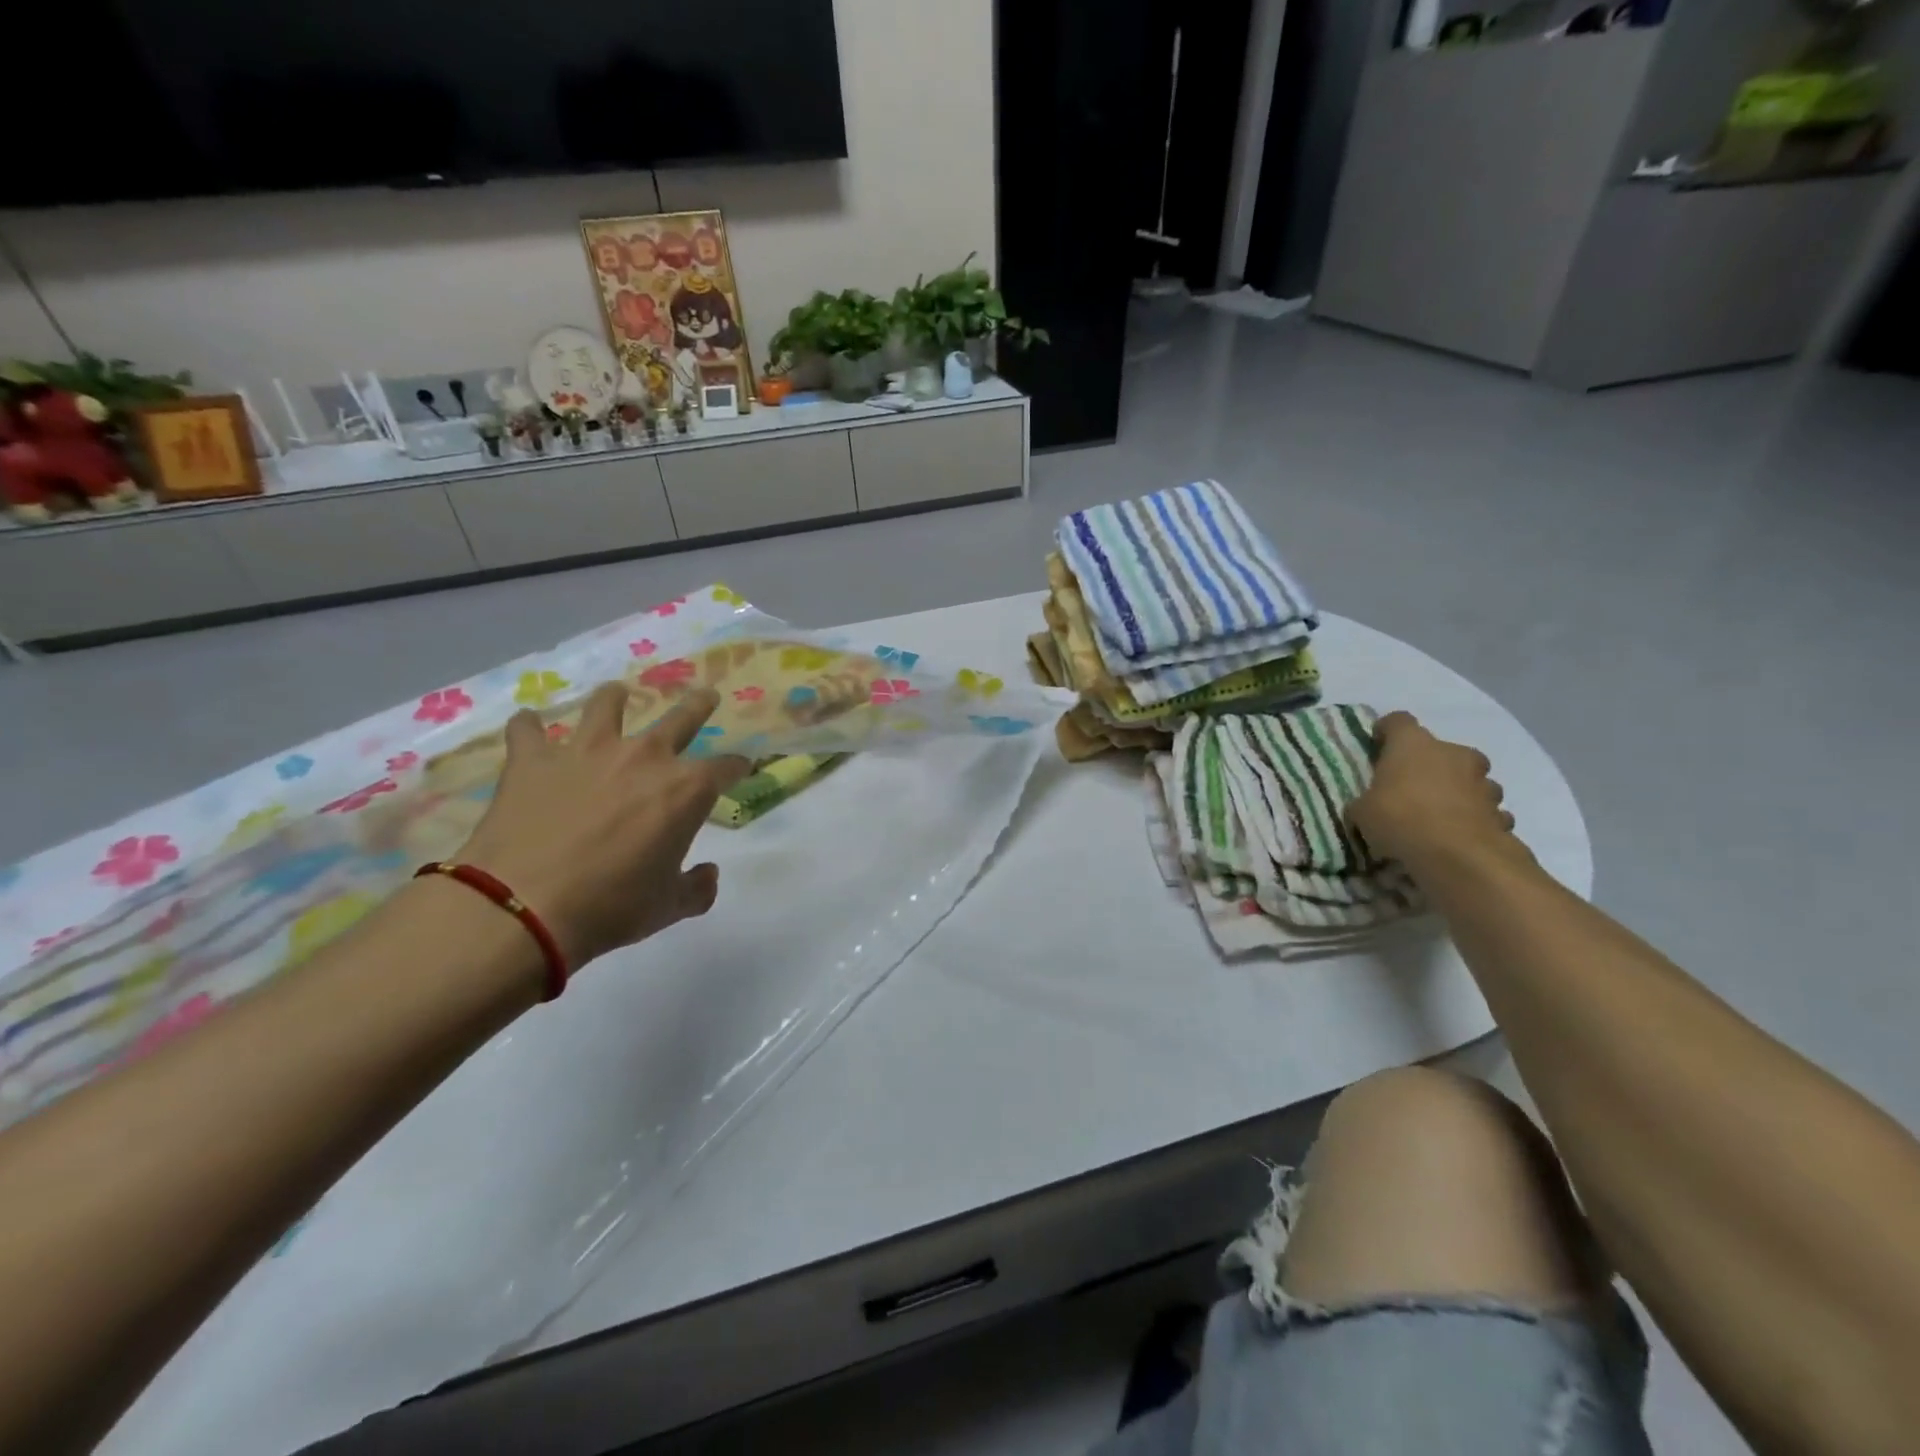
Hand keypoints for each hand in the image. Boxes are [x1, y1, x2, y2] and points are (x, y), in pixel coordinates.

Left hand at [453, 685, 749, 968]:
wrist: (522, 907)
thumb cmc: (611, 907)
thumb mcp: (667, 907)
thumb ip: (696, 888)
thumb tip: (708, 875)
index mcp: (686, 790)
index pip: (726, 767)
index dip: (737, 767)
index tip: (741, 768)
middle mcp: (644, 757)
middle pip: (681, 719)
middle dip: (699, 705)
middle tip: (706, 696)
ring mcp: (586, 751)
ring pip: (607, 706)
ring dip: (614, 698)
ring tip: (616, 693)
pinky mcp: (533, 759)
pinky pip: (528, 730)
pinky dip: (529, 727)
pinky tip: (527, 725)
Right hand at [1348, 711, 1525, 870]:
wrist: (1458, 856)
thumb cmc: (1400, 819)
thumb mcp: (1361, 812)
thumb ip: (1365, 803)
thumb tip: (1367, 807)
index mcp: (1413, 744)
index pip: (1398, 721)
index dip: (1387, 732)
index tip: (1378, 747)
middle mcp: (1453, 753)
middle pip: (1442, 750)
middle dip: (1431, 766)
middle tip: (1412, 788)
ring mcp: (1483, 782)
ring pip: (1470, 780)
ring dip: (1458, 792)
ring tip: (1440, 818)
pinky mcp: (1501, 813)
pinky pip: (1486, 812)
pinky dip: (1475, 820)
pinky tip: (1460, 838)